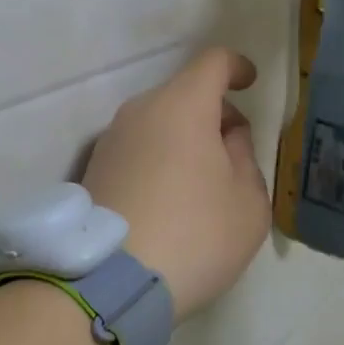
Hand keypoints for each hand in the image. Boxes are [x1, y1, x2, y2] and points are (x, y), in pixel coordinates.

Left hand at [81, 48, 270, 322]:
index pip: (213, 62)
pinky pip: (138, 147)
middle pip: (185, 93)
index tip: (249, 82)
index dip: (236, 67)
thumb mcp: (248, 202)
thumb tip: (227, 137)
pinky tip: (169, 202)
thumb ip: (245, 157)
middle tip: (235, 155)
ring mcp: (112, 138)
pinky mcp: (94, 167)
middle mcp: (141, 110)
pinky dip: (159, 158)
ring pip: (159, 121)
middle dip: (214, 113)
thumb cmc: (194, 234)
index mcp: (183, 105)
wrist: (108, 283)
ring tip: (202, 186)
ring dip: (185, 138)